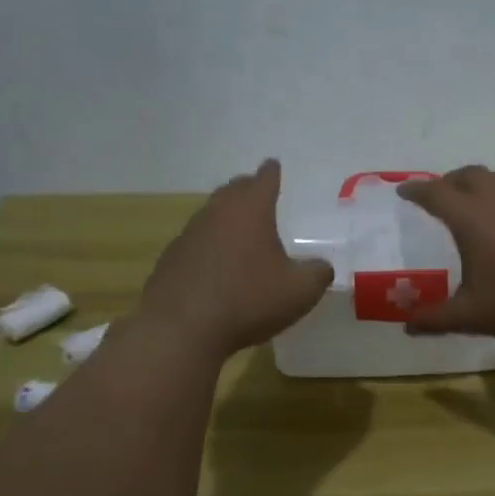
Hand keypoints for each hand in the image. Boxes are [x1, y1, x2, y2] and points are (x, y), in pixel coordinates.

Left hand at [138, 159, 333, 358]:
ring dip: (228, 218)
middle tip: (260, 195)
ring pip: (212, 215)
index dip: (272, 172)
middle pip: (233, 190)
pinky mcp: (172, 259)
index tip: (274, 166)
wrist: (181, 329)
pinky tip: (218, 266)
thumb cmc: (247, 301)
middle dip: (248, 189)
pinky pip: (197, 242)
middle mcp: (217, 213)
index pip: (264, 179)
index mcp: (251, 210)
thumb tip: (322, 267)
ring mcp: (189, 234)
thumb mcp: (299, 292)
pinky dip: (211, 246)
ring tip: (242, 232)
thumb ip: (318, 274)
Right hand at [397, 166, 494, 340]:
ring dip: (483, 184)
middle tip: (441, 194)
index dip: (416, 191)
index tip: (404, 191)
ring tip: (479, 201)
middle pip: (469, 175)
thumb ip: (434, 319)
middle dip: (450, 181)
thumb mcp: (471, 316)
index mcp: (471, 219)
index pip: (435, 193)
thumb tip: (407, 326)